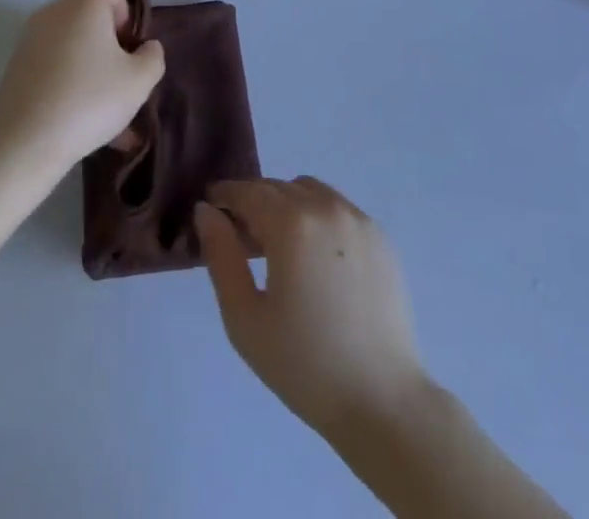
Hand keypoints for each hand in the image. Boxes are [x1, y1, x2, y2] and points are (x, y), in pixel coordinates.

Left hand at [0, 0, 165, 175]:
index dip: (118, 1)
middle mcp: (52, 13)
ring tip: (108, 112)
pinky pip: (53, 65)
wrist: (24, 142)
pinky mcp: (16, 67)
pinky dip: (70, 83)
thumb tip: (146, 47)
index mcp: (81, 4)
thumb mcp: (138, 82)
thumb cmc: (88, 100)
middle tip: (120, 73)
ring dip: (91, 65)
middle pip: (85, 10)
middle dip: (107, 38)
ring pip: (70, 42)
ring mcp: (29, 40)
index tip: (125, 38)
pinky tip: (84, 125)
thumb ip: (152, 58)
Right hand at [197, 178, 428, 439]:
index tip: (211, 209)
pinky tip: (316, 258)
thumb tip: (206, 211)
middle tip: (243, 239)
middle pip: (277, 187)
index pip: (247, 191)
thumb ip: (221, 255)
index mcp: (291, 223)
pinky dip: (318, 216)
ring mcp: (358, 219)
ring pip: (309, 191)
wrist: (383, 402)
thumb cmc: (304, 364)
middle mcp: (326, 207)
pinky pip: (338, 208)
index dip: (224, 196)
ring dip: (287, 204)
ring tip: (282, 247)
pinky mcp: (380, 237)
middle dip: (254, 202)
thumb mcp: (244, 317)